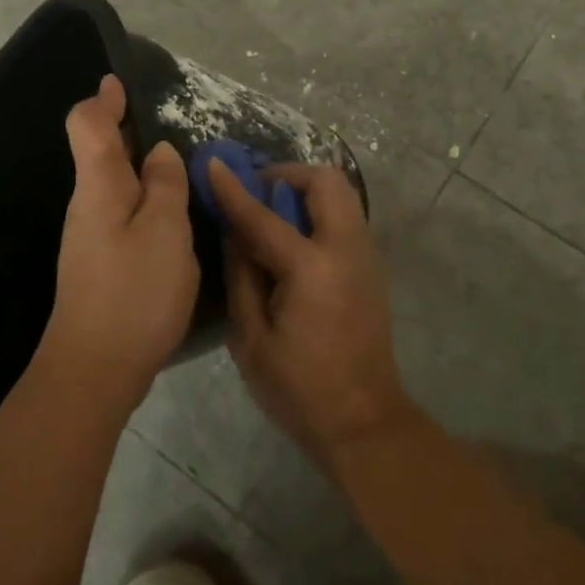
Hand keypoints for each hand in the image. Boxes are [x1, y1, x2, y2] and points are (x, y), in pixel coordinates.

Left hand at [43, 75, 199, 412]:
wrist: (95, 369)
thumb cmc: (134, 292)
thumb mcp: (166, 231)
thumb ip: (166, 185)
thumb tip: (161, 153)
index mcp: (100, 187)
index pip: (87, 127)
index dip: (102, 101)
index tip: (118, 83)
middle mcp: (89, 204)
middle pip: (101, 153)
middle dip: (130, 132)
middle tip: (173, 127)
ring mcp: (92, 236)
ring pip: (116, 185)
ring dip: (144, 168)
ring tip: (183, 168)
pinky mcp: (103, 262)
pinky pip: (125, 213)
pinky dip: (146, 199)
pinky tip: (174, 214)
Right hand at [207, 159, 416, 469]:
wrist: (364, 422)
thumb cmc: (300, 389)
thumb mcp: (252, 339)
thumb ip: (242, 277)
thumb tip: (235, 234)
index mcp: (312, 268)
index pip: (264, 216)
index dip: (234, 189)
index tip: (213, 163)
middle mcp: (346, 249)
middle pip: (325, 181)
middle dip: (288, 175)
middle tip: (258, 192)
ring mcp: (366, 255)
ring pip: (341, 194)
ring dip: (306, 191)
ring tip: (273, 215)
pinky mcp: (371, 267)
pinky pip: (345, 217)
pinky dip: (319, 211)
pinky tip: (295, 241)